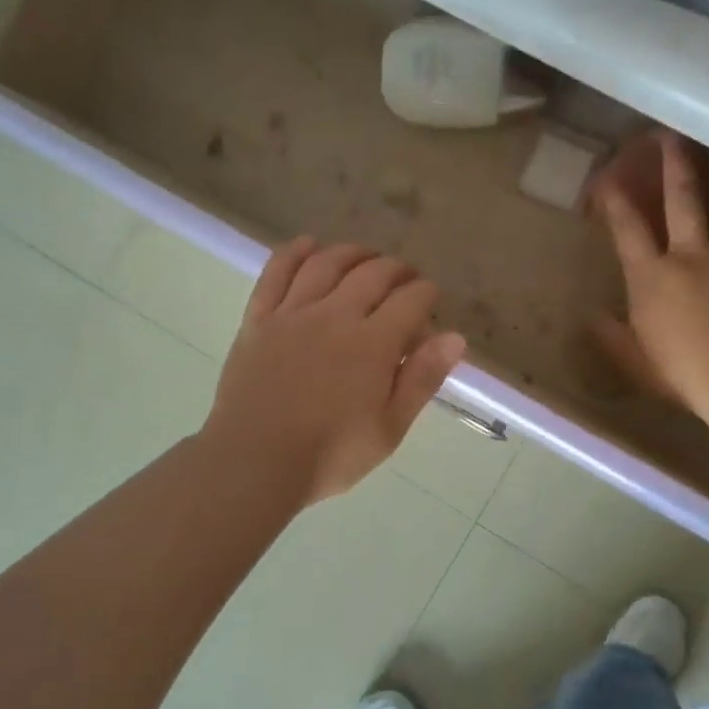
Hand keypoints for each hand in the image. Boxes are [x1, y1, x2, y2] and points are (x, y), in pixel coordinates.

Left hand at [203, 239, 466, 503]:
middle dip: (396, 270)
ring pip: (326, 264)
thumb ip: (422, 379)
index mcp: (372, 343)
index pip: (410, 300)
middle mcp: (334, 316)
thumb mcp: (390, 428)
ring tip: (365, 256)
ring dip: (352, 253)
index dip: (427, 294)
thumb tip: (455, 337)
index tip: (430, 300)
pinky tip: (308, 245)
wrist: (254, 463)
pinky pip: (276, 273)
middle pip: (372, 274)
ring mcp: (292, 313)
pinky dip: (294, 253)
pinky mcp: (258, 319)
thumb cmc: (330, 455)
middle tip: (405, 278)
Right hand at [591, 131, 708, 414]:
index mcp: (650, 276)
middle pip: (681, 199)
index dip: (615, 200)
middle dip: (674, 164)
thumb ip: (611, 335)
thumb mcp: (633, 357)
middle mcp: (688, 255)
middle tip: (672, 134)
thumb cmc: (679, 370)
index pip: (627, 228)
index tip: (607, 176)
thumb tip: (592, 317)